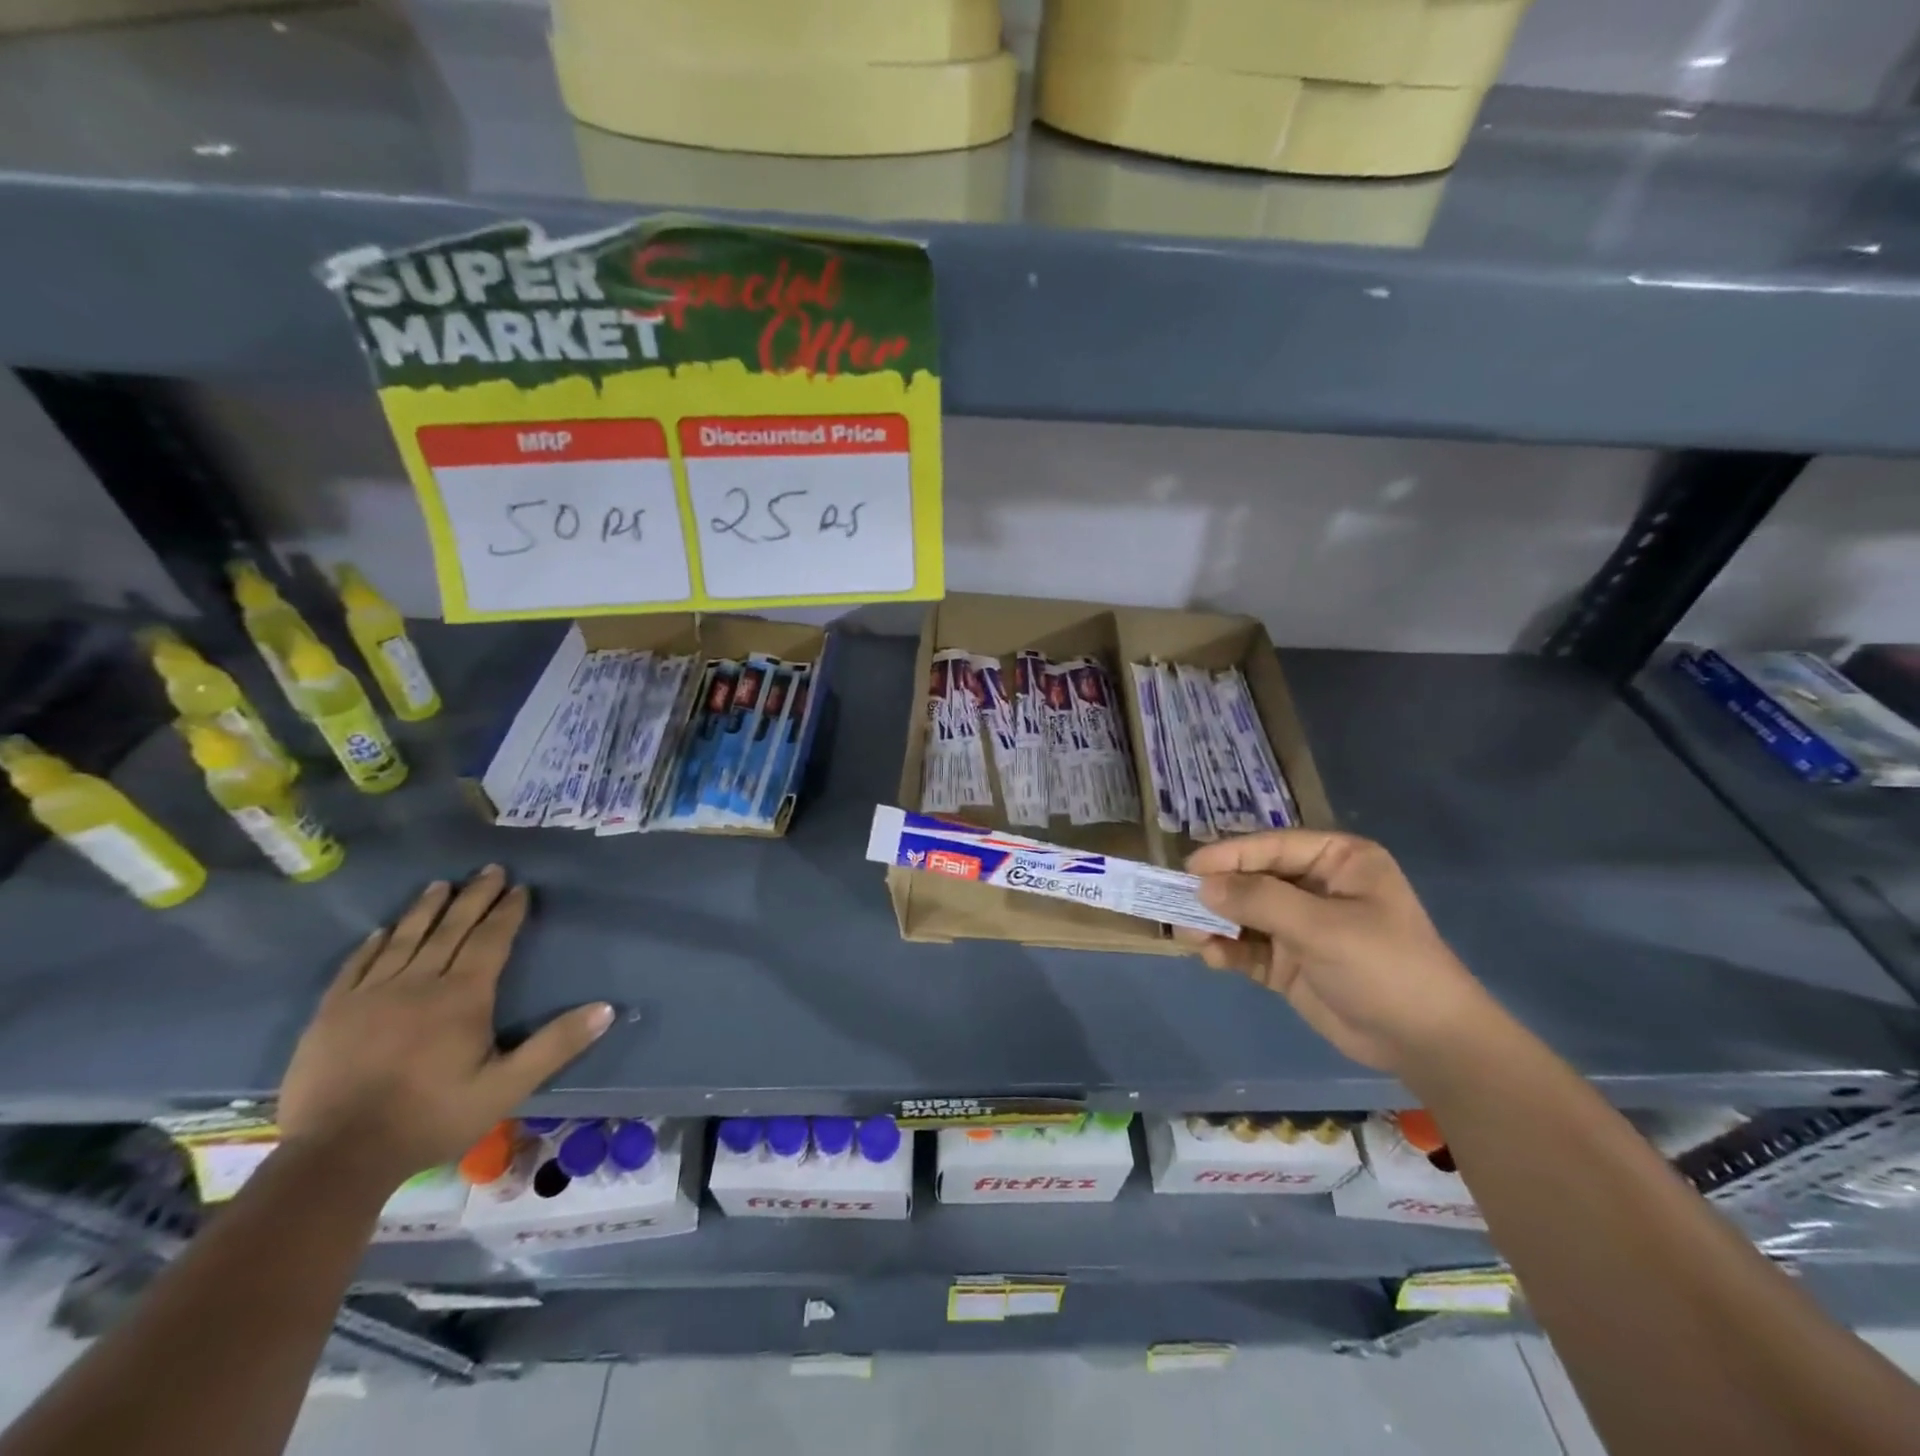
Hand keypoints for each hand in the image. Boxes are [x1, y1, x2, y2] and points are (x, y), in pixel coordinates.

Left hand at [278, 867, 612, 1186]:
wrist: (336, 1157)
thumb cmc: (430, 1118)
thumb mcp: (506, 1088)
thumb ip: (555, 1045)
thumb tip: (606, 1009)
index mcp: (462, 997)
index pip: (491, 940)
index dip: (507, 911)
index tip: (520, 888)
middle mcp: (418, 983)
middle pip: (450, 928)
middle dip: (474, 896)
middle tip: (489, 869)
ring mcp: (370, 995)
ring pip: (404, 938)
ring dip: (425, 909)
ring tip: (440, 885)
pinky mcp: (331, 1013)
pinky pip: (356, 965)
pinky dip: (373, 944)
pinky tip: (381, 931)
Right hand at [1182, 830, 1494, 1072]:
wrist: (1427, 1044)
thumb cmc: (1386, 968)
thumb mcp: (1324, 928)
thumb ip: (1261, 901)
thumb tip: (1202, 885)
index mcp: (1337, 861)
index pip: (1272, 847)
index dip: (1229, 855)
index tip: (1189, 868)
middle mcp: (1315, 886)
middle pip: (1252, 878)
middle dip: (1217, 892)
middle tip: (1180, 903)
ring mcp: (1300, 925)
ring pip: (1244, 913)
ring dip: (1216, 922)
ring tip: (1191, 934)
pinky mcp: (1289, 962)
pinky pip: (1248, 947)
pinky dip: (1228, 950)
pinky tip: (1213, 957)